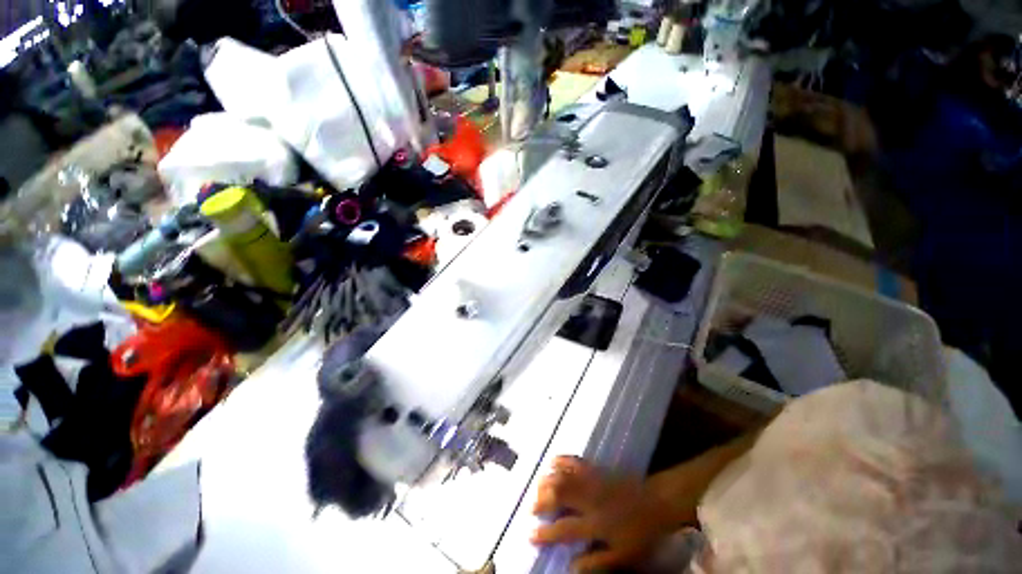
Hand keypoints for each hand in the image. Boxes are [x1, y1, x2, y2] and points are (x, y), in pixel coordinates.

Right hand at [530, 456, 687, 571]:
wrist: (656, 502)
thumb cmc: (640, 532)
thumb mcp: (622, 556)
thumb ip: (596, 562)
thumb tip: (571, 566)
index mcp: (595, 523)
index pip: (564, 529)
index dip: (545, 533)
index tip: (530, 535)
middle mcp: (589, 499)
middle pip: (558, 494)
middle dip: (541, 500)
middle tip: (533, 507)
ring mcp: (592, 480)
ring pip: (563, 475)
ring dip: (547, 480)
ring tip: (539, 488)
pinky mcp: (596, 468)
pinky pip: (574, 460)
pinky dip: (561, 460)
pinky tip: (553, 462)